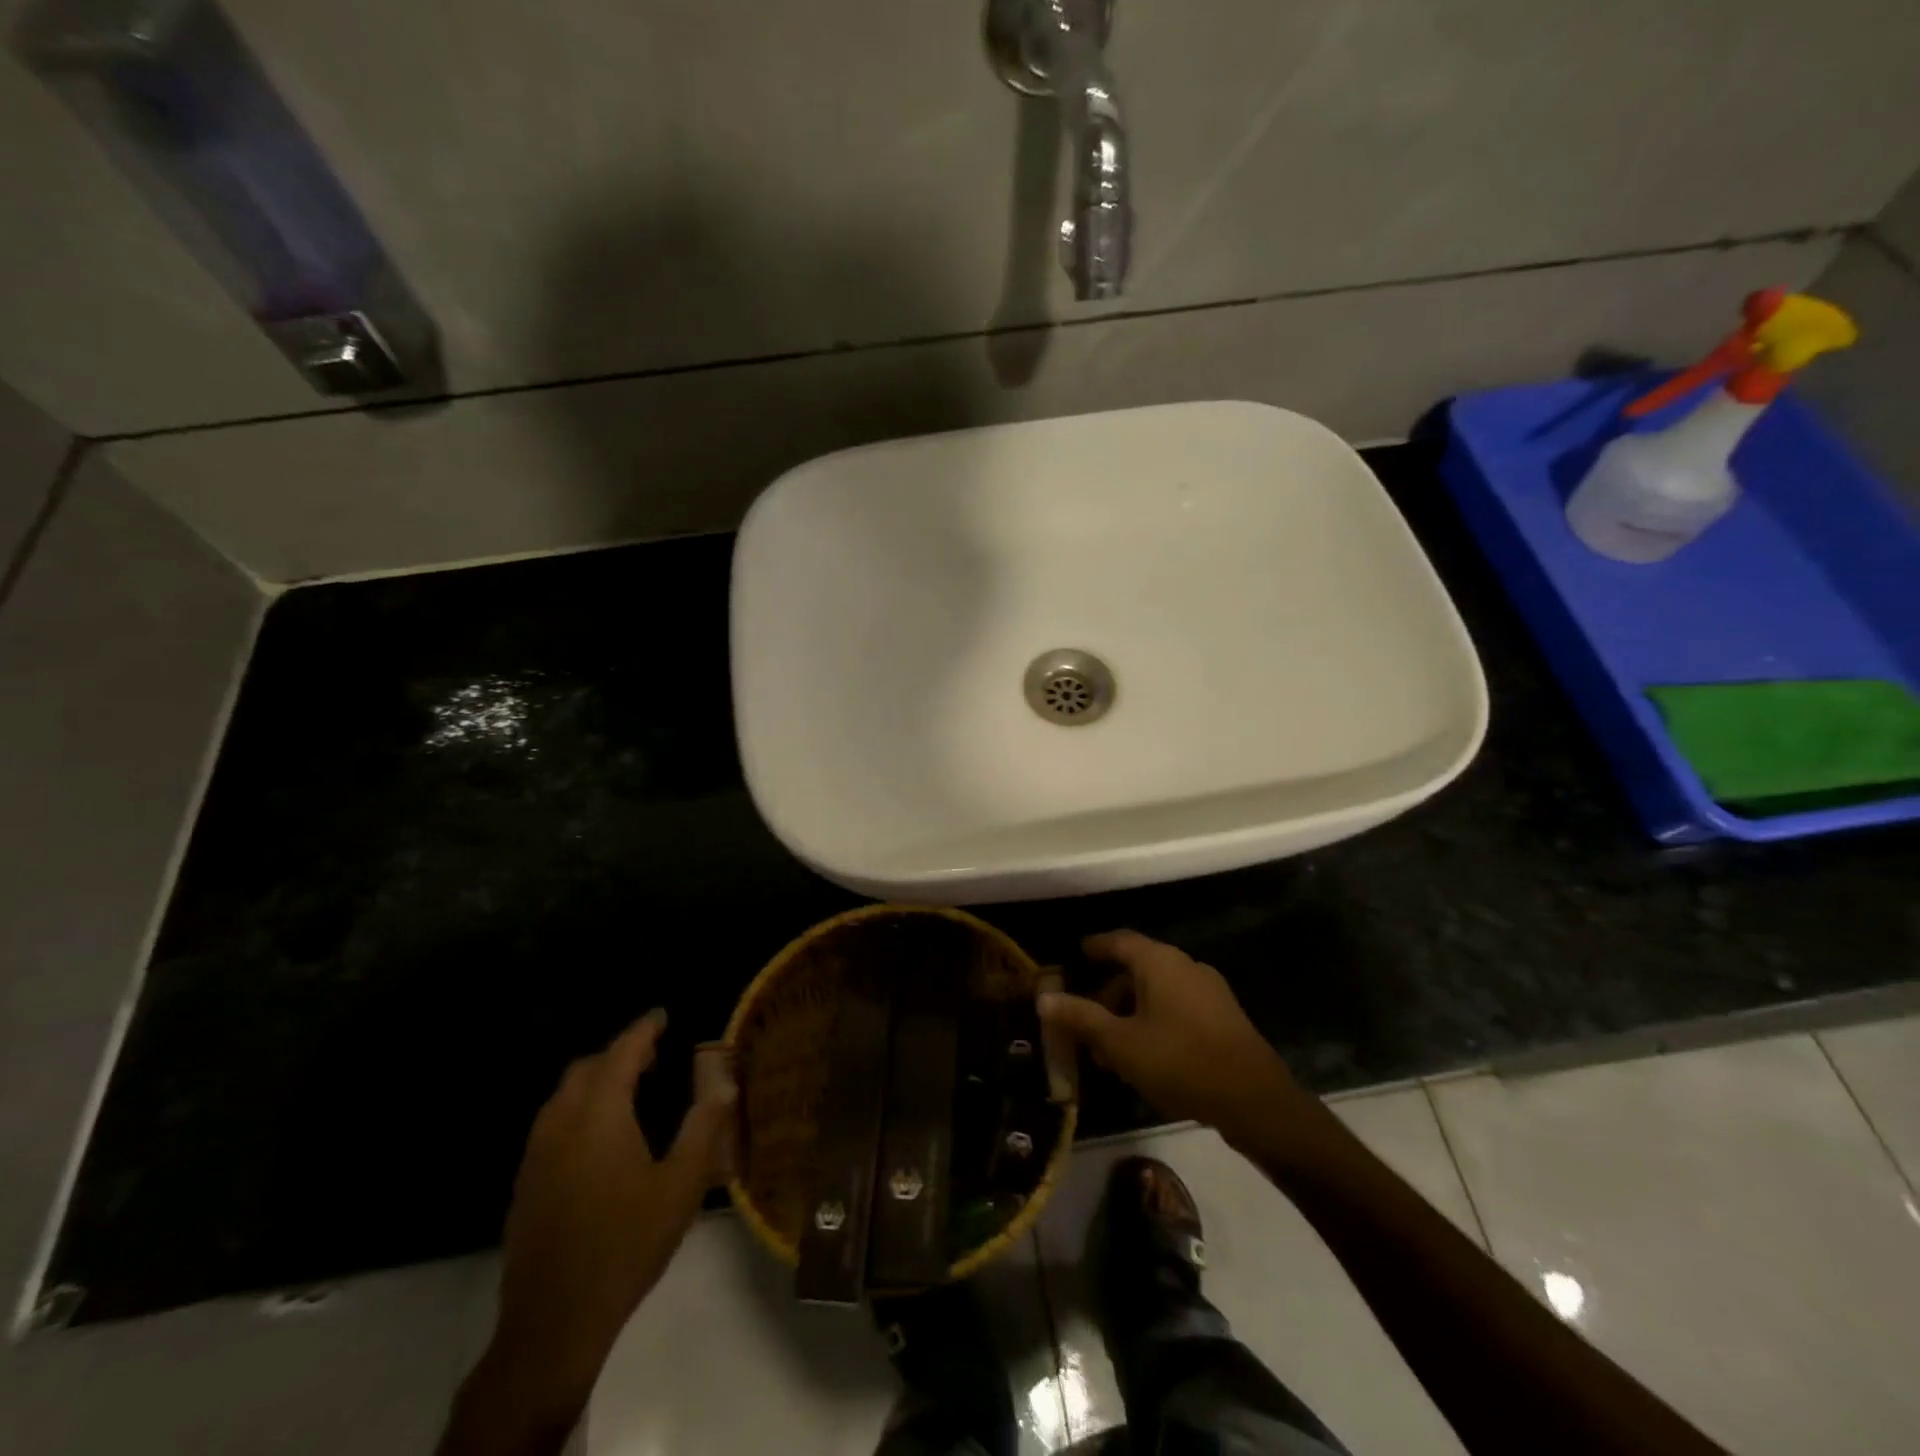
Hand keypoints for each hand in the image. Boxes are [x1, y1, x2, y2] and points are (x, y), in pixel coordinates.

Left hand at [464, 1011, 735, 1448]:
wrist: (555, 1320)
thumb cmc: (626, 1244)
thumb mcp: (682, 1185)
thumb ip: (705, 1127)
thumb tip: (725, 1083)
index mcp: (599, 1114)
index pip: (621, 1052)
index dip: (643, 1030)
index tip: (662, 1015)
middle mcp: (561, 1123)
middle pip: (586, 1068)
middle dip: (619, 1053)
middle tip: (654, 1057)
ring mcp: (537, 1154)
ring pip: (564, 1095)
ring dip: (596, 1081)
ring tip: (631, 1091)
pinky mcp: (526, 1183)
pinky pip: (553, 1123)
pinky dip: (579, 1109)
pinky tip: (602, 1138)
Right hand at [1038, 931, 1309, 1148]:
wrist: (1255, 1101)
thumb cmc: (1180, 1062)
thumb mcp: (1120, 1043)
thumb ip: (1081, 1018)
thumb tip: (1044, 997)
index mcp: (1160, 962)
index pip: (1119, 941)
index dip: (1096, 947)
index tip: (1076, 955)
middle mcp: (1186, 966)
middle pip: (1137, 969)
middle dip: (1108, 994)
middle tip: (1086, 1022)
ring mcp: (1209, 991)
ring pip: (1157, 992)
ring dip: (1130, 1013)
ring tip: (1112, 1051)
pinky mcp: (1224, 1017)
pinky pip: (1178, 1008)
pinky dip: (1154, 1022)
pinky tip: (1146, 1058)